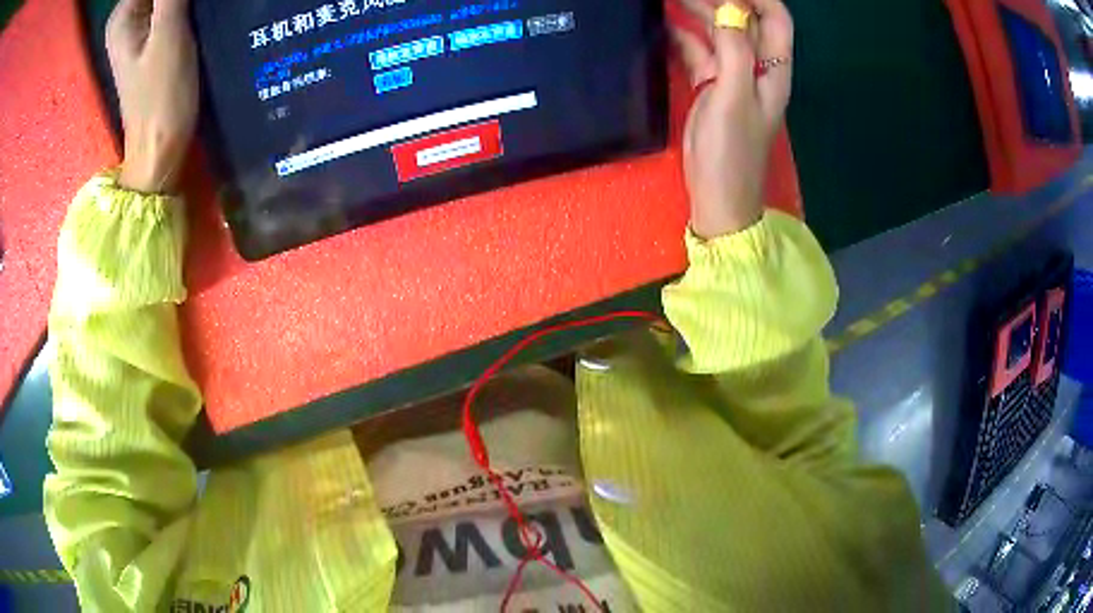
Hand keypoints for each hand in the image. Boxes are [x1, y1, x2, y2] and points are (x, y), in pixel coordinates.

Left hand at [107, 0, 198, 193]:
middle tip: (198, 7)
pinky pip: (171, 5)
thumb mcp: (168, 35)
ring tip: (204, 10)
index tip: (188, 2)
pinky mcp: (153, 38)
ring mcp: (139, 28)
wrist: (160, 149)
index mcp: (123, 15)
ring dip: (188, 1)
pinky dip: (188, 5)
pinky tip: (201, 11)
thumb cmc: (160, 97)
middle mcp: (127, 18)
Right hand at [671, 0, 793, 238]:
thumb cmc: (731, 152)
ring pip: (719, 33)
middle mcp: (757, 67)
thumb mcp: (735, 98)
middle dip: (720, 0)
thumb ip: (736, 51)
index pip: (776, 19)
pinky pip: (699, 51)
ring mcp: (733, 76)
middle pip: (744, 21)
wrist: (718, 196)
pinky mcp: (711, 86)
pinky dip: (683, 36)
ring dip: (698, 12)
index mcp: (773, 70)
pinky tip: (664, 24)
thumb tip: (730, 10)